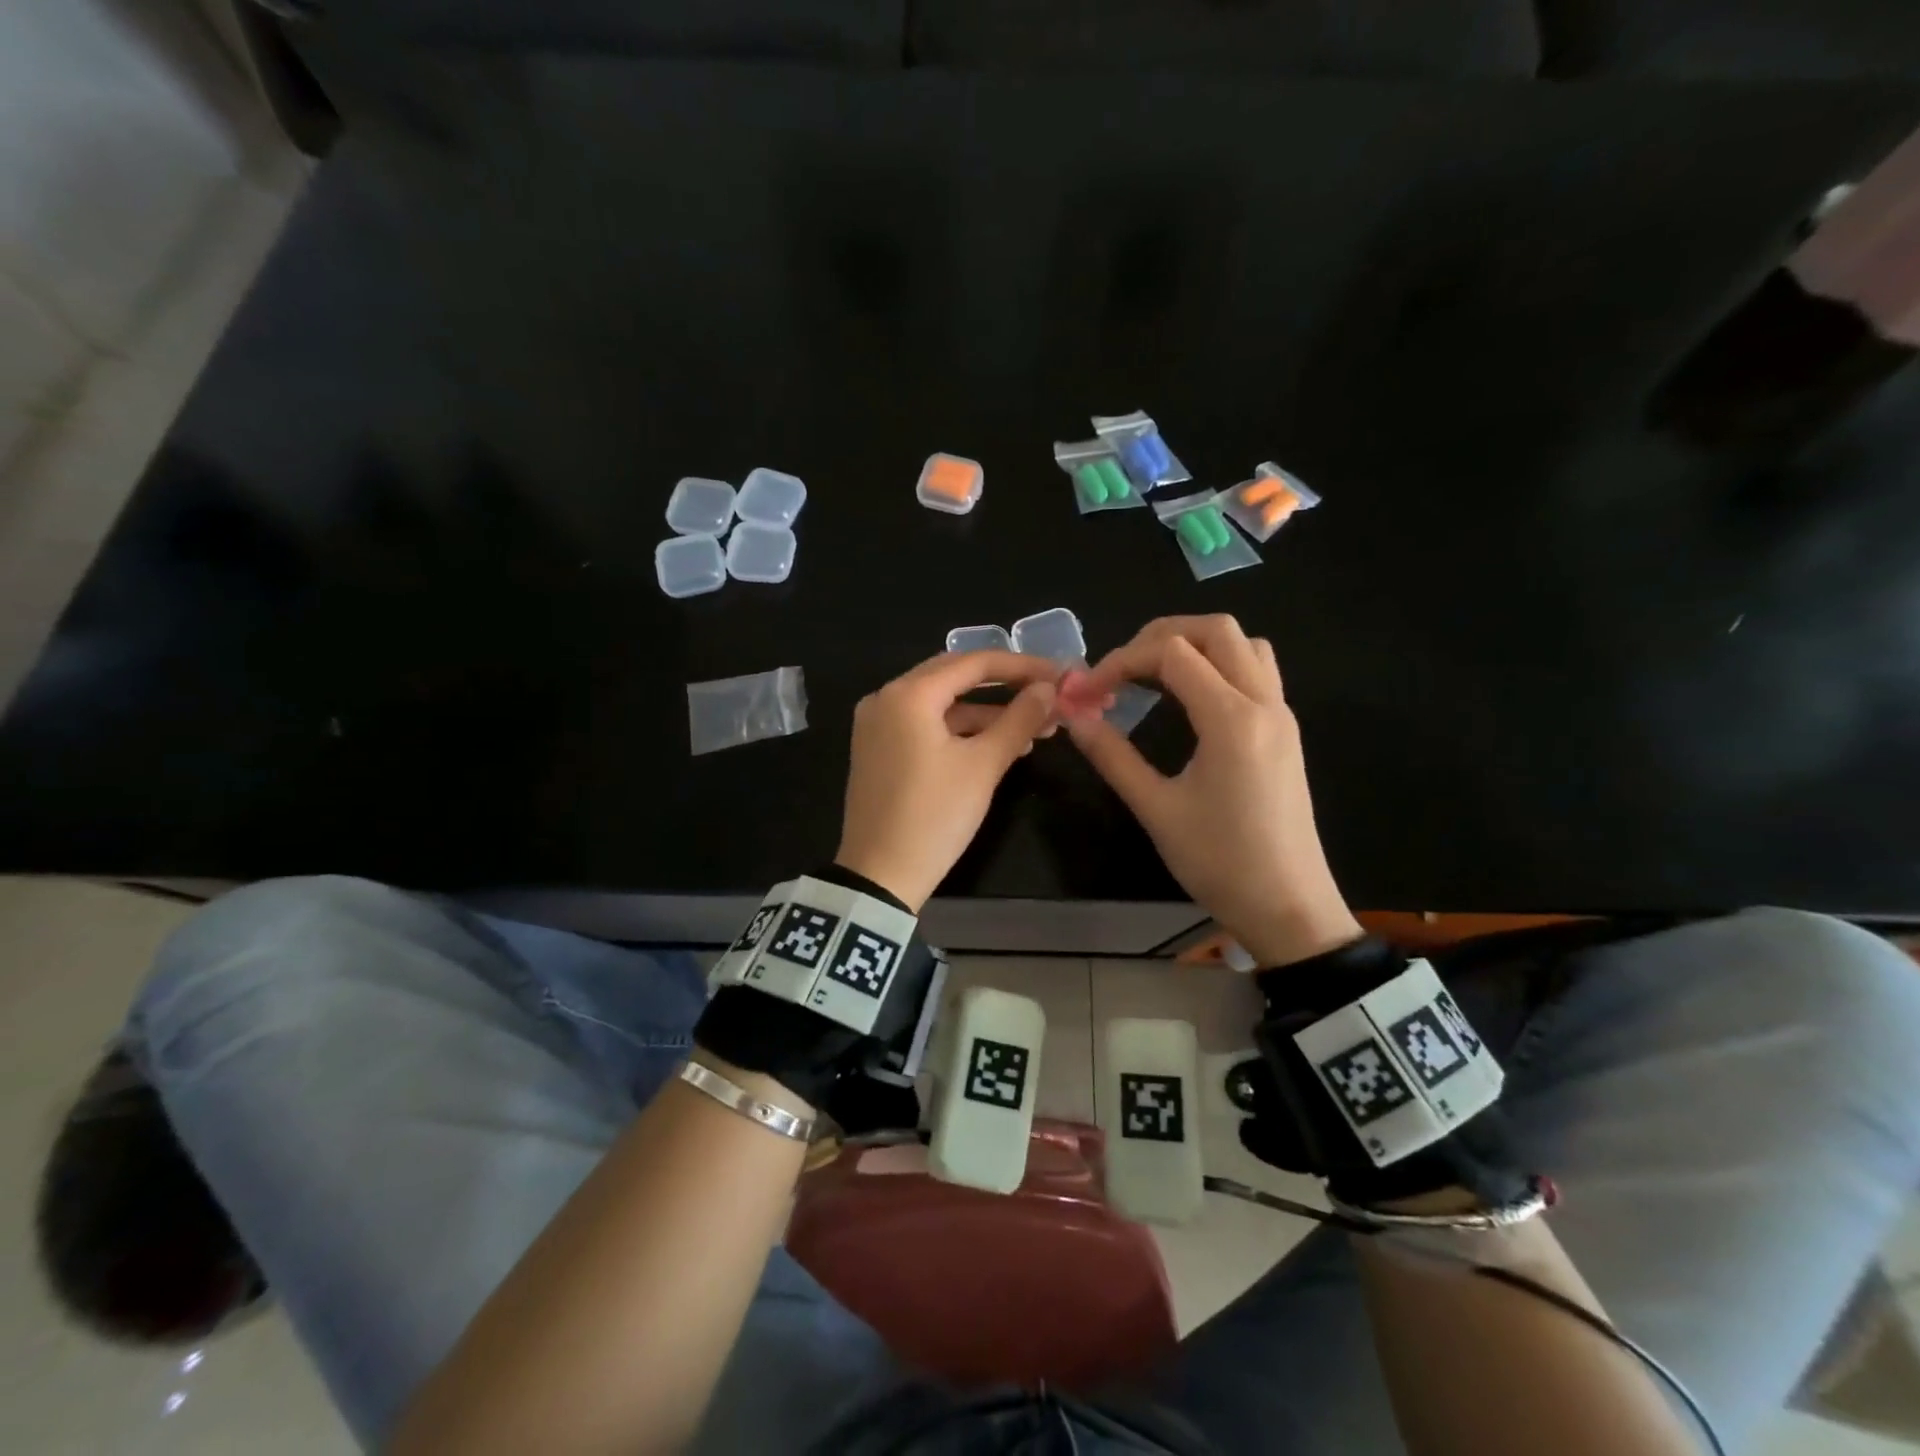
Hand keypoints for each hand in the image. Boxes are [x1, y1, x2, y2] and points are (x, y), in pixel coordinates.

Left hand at [836, 650, 1060, 910]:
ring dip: (987, 713)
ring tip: (1037, 728)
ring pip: (943, 704)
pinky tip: (1000, 745)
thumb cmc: (934, 816)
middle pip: (956, 677)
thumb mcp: (983, 766)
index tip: (1060, 674)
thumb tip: (1048, 688)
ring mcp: (878, 724)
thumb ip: (1018, 719)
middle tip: (1048, 696)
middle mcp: (886, 698)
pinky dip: (962, 731)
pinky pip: (927, 726)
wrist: (880, 877)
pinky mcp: (880, 749)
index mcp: (908, 694)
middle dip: (1005, 687)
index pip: (974, 662)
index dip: (1022, 666)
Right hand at [1065, 615, 1361, 967]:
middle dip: (1160, 635)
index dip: (1122, 660)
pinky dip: (1220, 665)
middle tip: (1121, 668)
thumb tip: (1073, 715)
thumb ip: (1112, 755)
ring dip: (1197, 644)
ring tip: (1155, 674)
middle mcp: (1264, 704)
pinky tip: (1190, 699)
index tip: (1089, 691)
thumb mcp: (1156, 809)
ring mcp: (1281, 716)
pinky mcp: (1285, 733)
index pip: (1172, 653)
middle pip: (1216, 630)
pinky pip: (1257, 672)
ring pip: (1244, 645)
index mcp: (1232, 719)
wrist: (1289, 907)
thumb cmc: (1220, 862)